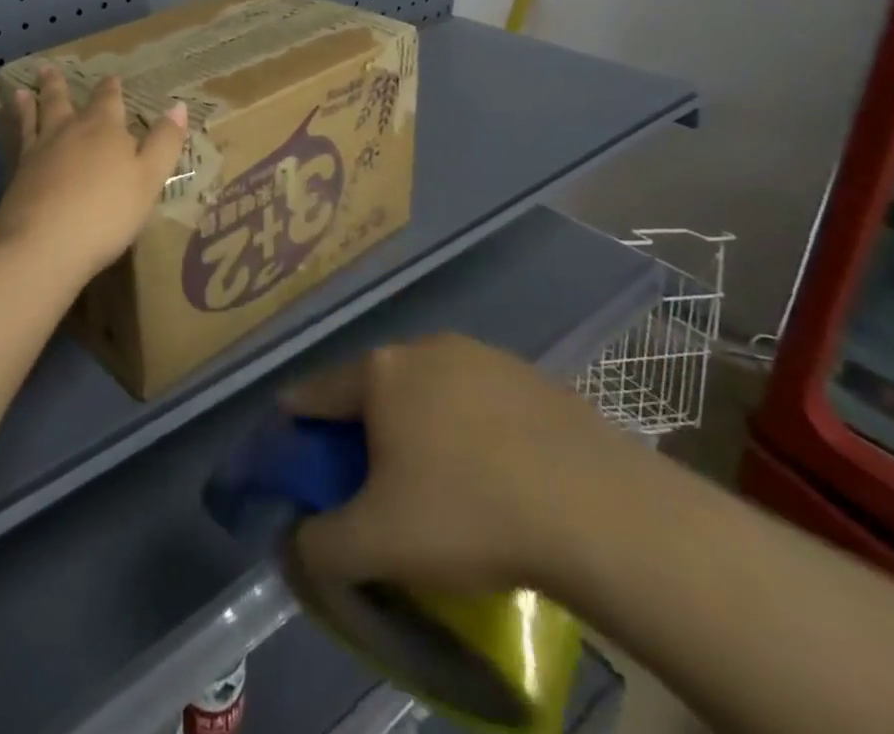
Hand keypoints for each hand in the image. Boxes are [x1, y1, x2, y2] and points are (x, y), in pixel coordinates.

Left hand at [0, 66, 188, 284]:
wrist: (45, 244)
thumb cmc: (107, 212)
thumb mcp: (150, 178)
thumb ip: (164, 142)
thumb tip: (178, 106)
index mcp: (104, 128)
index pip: (108, 100)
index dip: (110, 88)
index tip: (110, 77)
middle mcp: (69, 131)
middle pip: (63, 101)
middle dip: (59, 85)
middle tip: (48, 68)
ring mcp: (39, 151)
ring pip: (35, 117)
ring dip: (32, 102)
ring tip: (24, 91)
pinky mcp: (18, 174)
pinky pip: (17, 140)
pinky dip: (15, 127)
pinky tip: (10, 127)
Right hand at [279, 334, 652, 594]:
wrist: (599, 508)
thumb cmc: (470, 513)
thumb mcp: (378, 545)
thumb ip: (319, 545)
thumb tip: (296, 542)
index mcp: (380, 372)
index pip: (316, 391)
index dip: (297, 421)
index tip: (294, 447)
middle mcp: (423, 347)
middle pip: (374, 387)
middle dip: (363, 427)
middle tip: (371, 478)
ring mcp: (481, 355)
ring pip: (428, 389)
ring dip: (419, 424)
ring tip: (438, 480)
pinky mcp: (530, 375)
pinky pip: (478, 400)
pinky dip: (470, 428)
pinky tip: (495, 473)